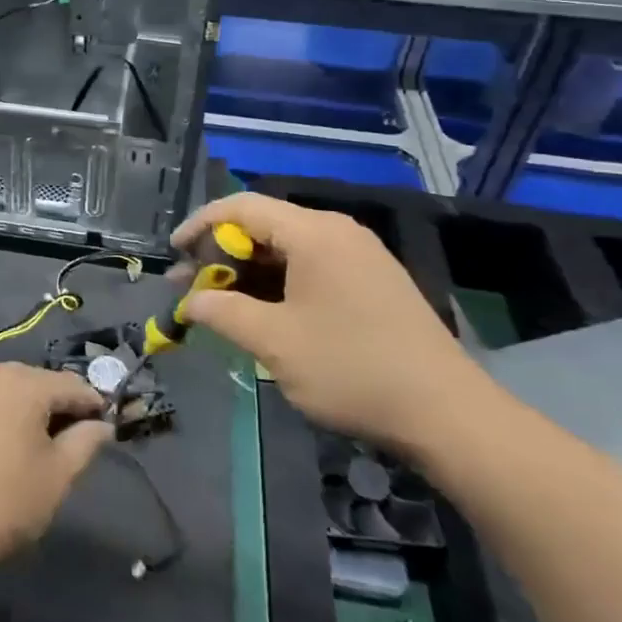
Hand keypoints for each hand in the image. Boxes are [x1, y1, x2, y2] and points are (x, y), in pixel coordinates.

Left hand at [0, 361, 112, 577]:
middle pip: (38, 381)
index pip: (72, 385)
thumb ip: (85, 442)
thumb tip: (102, 425)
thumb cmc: (4, 503)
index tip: (104, 424)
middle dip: (56, 404)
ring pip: (8, 386)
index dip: (92, 404)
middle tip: (69, 438)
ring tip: (34, 441)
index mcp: (24, 382)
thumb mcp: (57, 476)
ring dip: (25, 406)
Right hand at [172, 192, 488, 449]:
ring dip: (248, 273)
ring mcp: (359, 256)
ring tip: (219, 304)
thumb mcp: (275, 342)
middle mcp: (337, 232)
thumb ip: (223, 313)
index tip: (172, 253)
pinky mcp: (372, 282)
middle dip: (221, 255)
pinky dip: (278, 284)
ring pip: (287, 249)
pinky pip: (311, 267)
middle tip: (190, 288)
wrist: (448, 414)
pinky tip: (264, 313)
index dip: (200, 226)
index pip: (241, 207)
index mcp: (314, 233)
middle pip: (264, 226)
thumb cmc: (352, 369)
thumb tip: (189, 302)